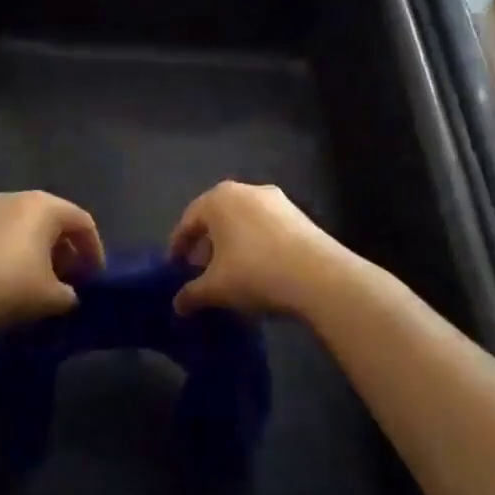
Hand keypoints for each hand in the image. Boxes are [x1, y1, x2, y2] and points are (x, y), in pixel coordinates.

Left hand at [0, 191, 103, 331]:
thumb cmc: (10, 286)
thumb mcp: (52, 297)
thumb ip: (70, 294)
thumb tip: (69, 295)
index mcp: (45, 206)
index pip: (83, 222)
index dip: (94, 250)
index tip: (96, 277)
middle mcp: (20, 198)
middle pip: (55, 220)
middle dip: (69, 250)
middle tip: (74, 278)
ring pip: (30, 227)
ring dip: (44, 251)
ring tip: (47, 281)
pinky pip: (9, 234)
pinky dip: (21, 251)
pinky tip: (18, 279)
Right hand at [168, 181, 366, 316]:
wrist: (320, 276)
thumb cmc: (255, 273)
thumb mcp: (215, 288)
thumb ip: (191, 294)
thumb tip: (178, 305)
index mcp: (217, 199)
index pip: (188, 221)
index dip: (178, 246)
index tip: (174, 268)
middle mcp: (244, 190)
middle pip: (216, 218)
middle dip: (206, 244)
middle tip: (200, 271)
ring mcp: (276, 199)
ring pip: (243, 221)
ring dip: (232, 244)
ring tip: (231, 273)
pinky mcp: (300, 214)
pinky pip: (266, 227)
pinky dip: (256, 244)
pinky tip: (259, 269)